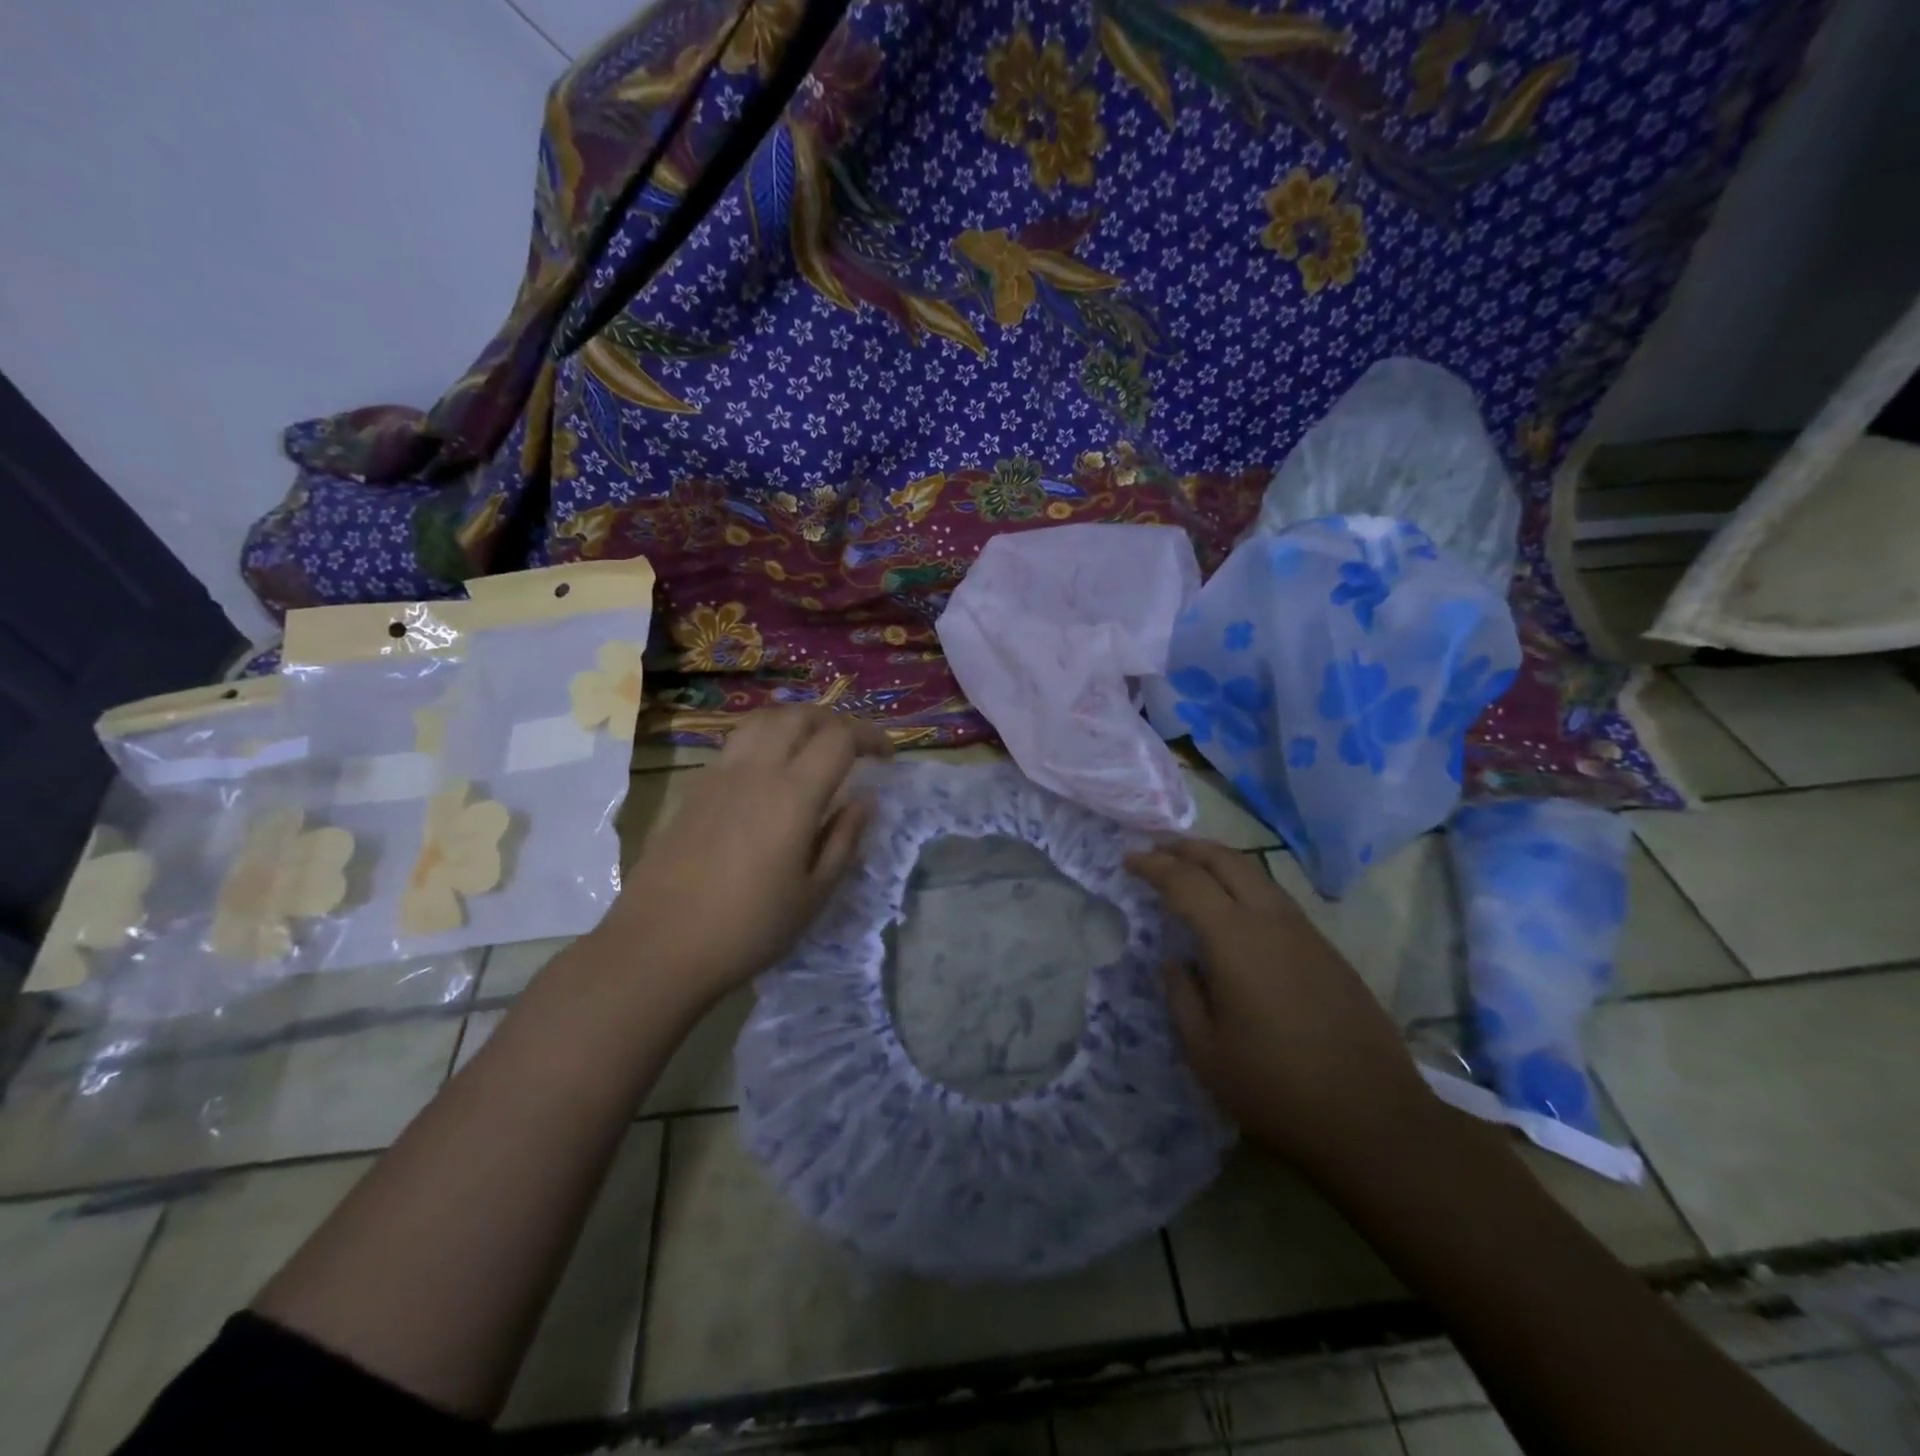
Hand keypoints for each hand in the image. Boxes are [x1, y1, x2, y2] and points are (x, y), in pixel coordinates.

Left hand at [598, 706, 892, 1003]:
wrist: (659, 946)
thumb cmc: (748, 928)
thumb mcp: (813, 895)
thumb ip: (843, 840)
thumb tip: (863, 802)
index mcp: (793, 795)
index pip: (839, 739)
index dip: (869, 737)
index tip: (886, 757)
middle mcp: (756, 771)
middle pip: (798, 716)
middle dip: (833, 720)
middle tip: (852, 744)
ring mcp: (718, 776)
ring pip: (761, 721)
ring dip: (794, 721)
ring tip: (810, 745)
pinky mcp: (693, 790)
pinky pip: (735, 745)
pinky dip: (763, 741)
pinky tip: (768, 774)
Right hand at [1125, 838, 1432, 1174]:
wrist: (1375, 1120)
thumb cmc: (1276, 1089)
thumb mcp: (1206, 1052)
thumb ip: (1181, 997)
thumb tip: (1175, 961)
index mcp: (1236, 940)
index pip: (1186, 882)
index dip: (1153, 866)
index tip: (1128, 860)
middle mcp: (1272, 922)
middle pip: (1226, 860)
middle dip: (1187, 848)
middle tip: (1157, 848)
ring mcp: (1306, 933)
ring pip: (1256, 873)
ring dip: (1219, 861)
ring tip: (1191, 867)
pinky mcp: (1328, 950)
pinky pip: (1277, 898)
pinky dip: (1245, 885)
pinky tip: (1235, 907)